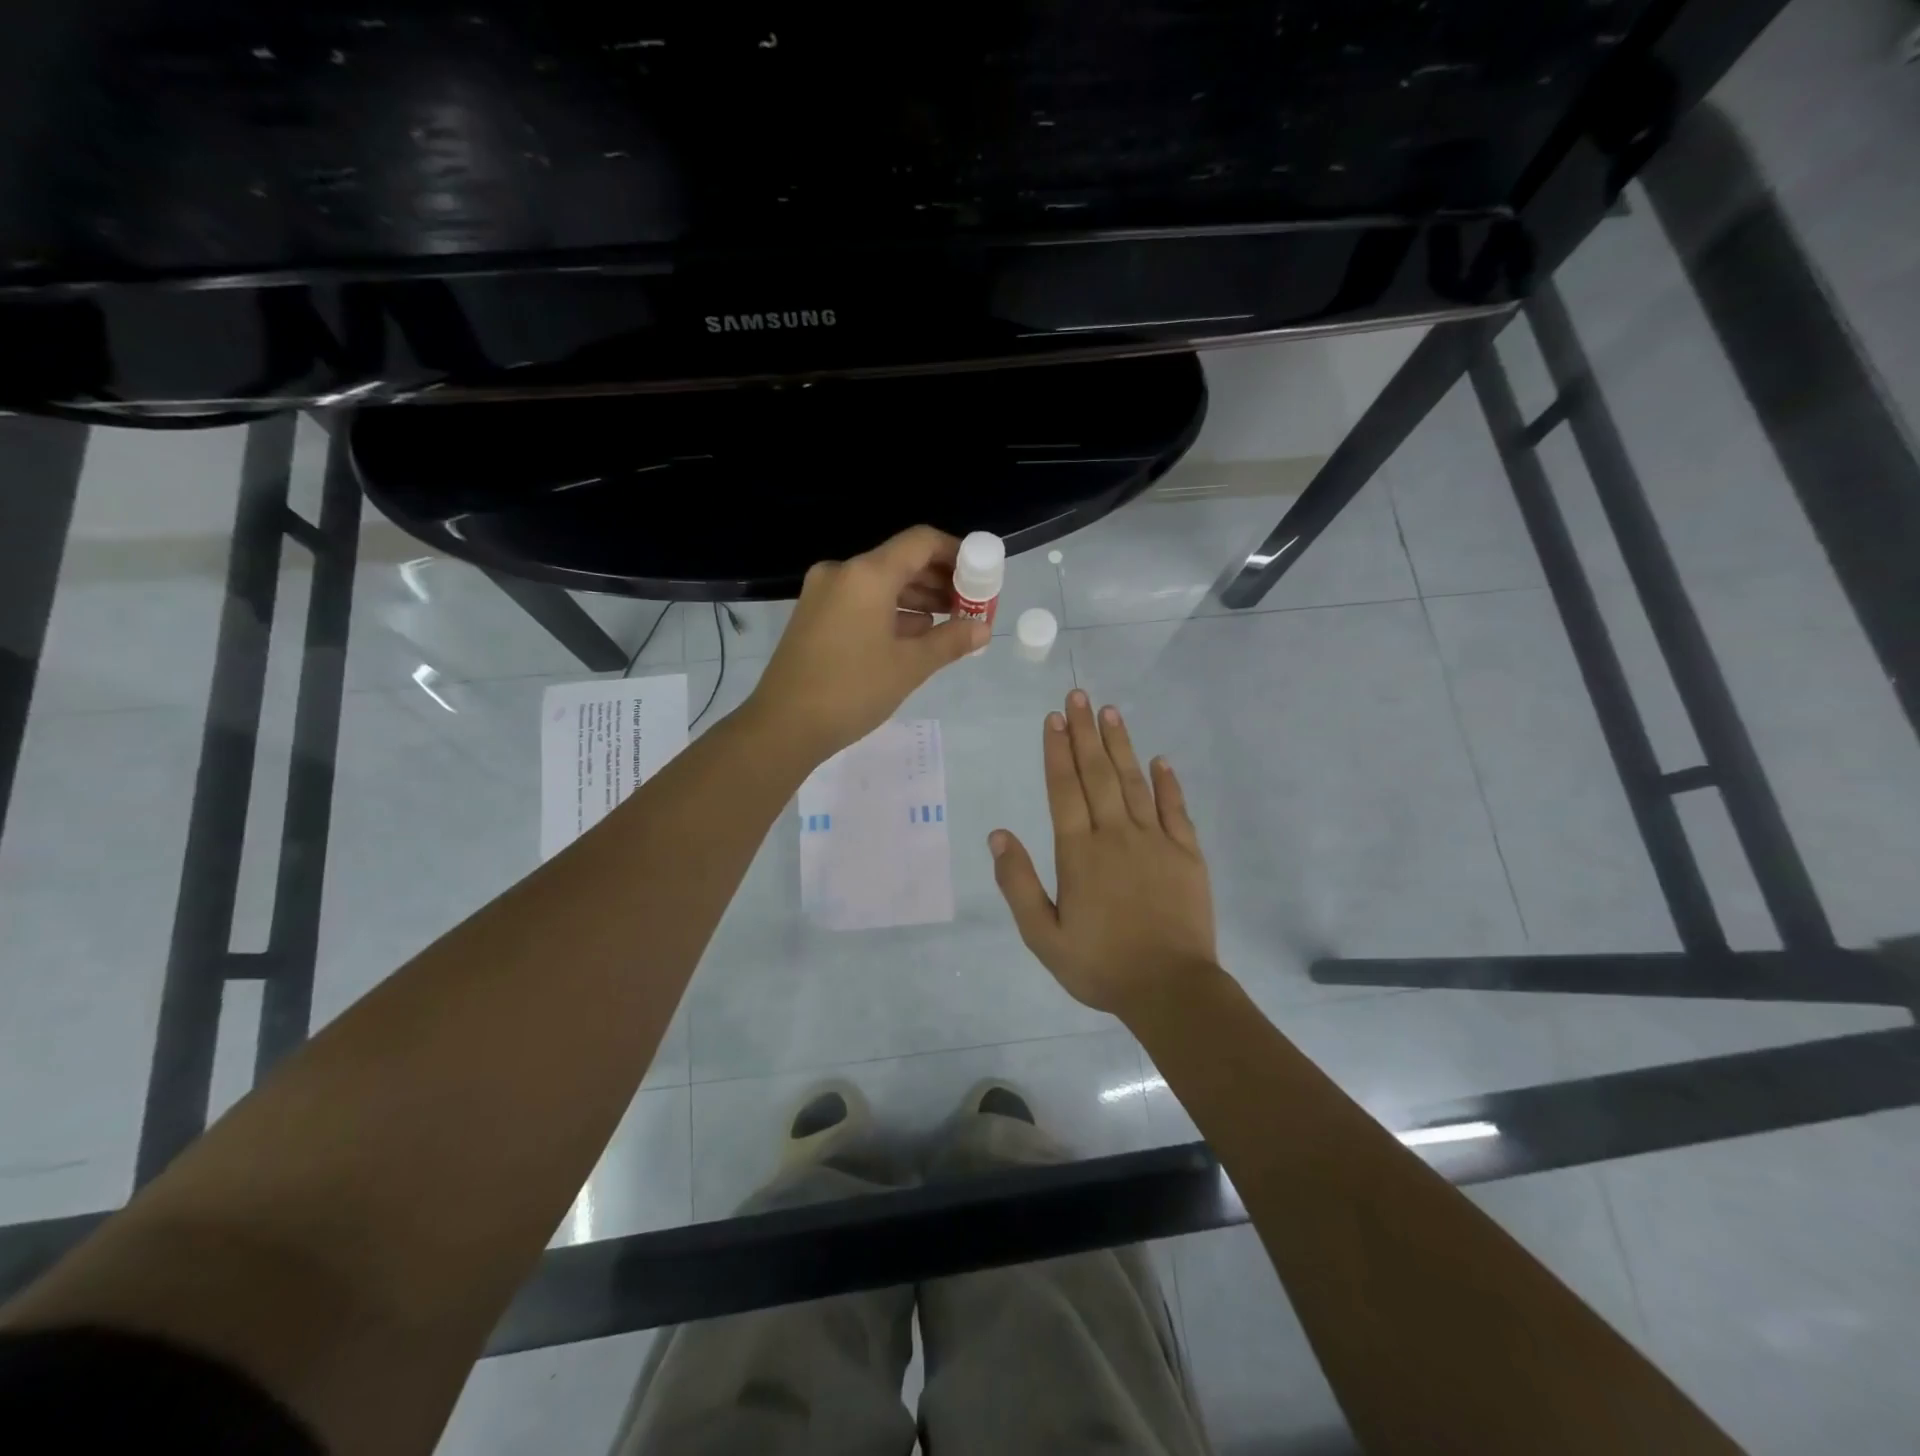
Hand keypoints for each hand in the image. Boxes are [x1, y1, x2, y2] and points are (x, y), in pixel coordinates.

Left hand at [746, 525, 987, 761]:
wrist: (783, 726)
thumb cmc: (852, 690)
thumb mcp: (910, 666)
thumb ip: (951, 641)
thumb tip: (983, 629)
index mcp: (867, 575)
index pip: (921, 542)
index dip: (956, 552)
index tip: (981, 575)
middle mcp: (842, 573)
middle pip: (901, 561)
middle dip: (940, 580)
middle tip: (971, 605)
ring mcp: (824, 594)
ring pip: (881, 583)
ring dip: (917, 598)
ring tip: (951, 622)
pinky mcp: (814, 616)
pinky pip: (862, 601)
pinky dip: (891, 611)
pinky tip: (916, 634)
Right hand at [989, 689, 1218, 1018]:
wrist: (1170, 989)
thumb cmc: (1100, 965)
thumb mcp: (1043, 936)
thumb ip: (1018, 884)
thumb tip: (998, 835)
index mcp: (1078, 853)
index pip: (1064, 789)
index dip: (1056, 751)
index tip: (1054, 718)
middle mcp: (1115, 835)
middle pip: (1097, 774)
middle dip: (1085, 733)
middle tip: (1080, 695)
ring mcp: (1155, 841)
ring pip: (1134, 782)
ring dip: (1120, 745)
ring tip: (1110, 712)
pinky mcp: (1187, 854)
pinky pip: (1175, 809)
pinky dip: (1167, 782)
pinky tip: (1160, 759)